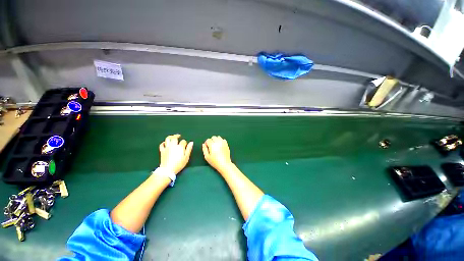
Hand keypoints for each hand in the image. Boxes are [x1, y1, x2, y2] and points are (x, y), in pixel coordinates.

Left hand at [159, 134, 193, 174]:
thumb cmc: (179, 164)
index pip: (183, 141)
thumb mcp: (186, 157)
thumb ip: (189, 149)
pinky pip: (161, 145)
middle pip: (174, 138)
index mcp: (180, 147)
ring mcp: (167, 148)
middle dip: (177, 136)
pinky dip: (163, 143)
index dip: (185, 143)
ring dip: (170, 137)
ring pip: (167, 139)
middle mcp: (173, 145)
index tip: (185, 145)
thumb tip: (191, 142)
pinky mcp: (162, 151)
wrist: (168, 170)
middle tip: (179, 136)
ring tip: (173, 137)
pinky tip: (165, 143)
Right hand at [202, 136, 232, 172]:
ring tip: (216, 145)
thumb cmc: (214, 162)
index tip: (207, 147)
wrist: (224, 164)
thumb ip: (204, 149)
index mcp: (212, 145)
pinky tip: (220, 146)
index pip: (208, 140)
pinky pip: (223, 139)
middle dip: (211, 140)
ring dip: (216, 140)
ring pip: (218, 137)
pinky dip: (221, 141)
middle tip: (211, 146)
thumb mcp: (207, 157)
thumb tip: (204, 144)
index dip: (206, 143)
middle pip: (213, 137)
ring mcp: (223, 143)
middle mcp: (218, 142)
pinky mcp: (226, 144)